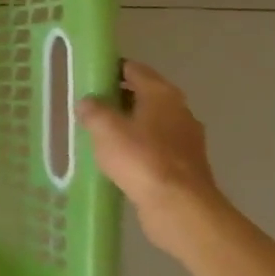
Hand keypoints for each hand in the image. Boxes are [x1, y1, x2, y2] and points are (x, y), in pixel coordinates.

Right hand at [77, 60, 220, 221]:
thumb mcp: (105, 129)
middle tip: (89, 104)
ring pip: (151, 122)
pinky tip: (118, 158)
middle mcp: (179, 110)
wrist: (179, 206)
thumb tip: (88, 102)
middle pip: (144, 95)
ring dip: (128, 124)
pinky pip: (156, 146)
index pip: (134, 69)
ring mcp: (186, 139)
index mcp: (162, 94)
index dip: (111, 68)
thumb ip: (93, 110)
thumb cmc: (141, 158)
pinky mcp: (186, 164)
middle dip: (118, 97)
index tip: (89, 75)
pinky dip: (138, 147)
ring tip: (99, 132)